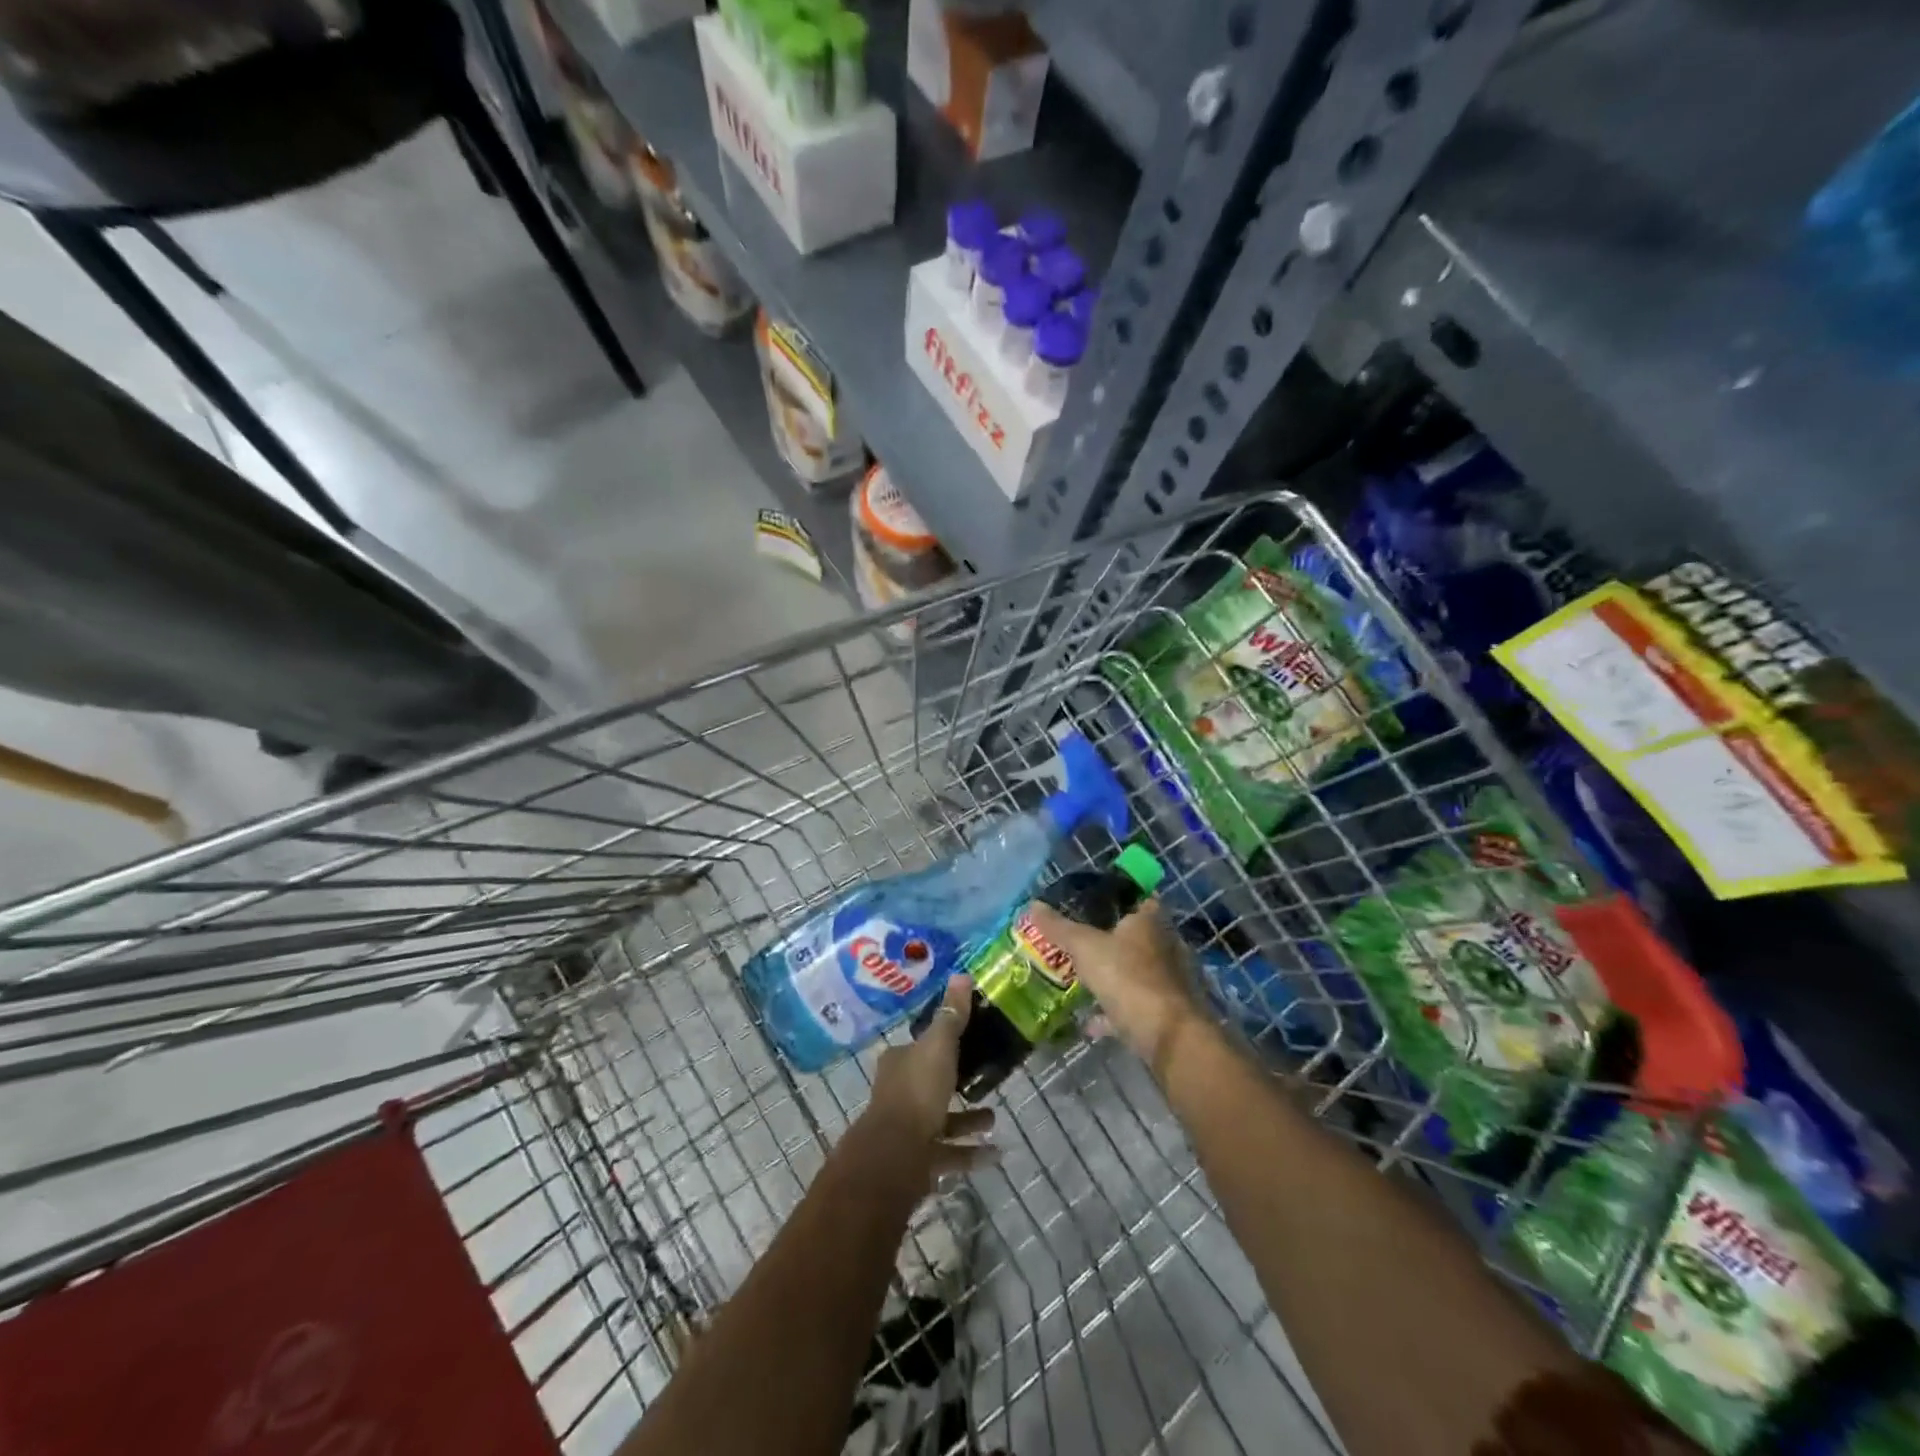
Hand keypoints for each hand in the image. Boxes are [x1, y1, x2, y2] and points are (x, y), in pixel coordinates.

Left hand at [860, 975, 995, 1184]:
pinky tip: (996, 1153)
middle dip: (956, 1082)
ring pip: (941, 1120)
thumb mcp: (939, 1046)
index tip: (966, 1039)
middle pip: (930, 1082)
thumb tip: (961, 974)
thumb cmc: (917, 1092)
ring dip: (967, 1120)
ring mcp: (907, 1129)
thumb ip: (952, 1015)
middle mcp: (898, 1093)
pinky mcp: (918, 1161)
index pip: (919, 1045)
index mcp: (898, 1062)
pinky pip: (949, 1153)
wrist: (896, 1157)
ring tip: (995, 1117)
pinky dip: (971, 1153)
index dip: (939, 1042)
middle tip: (985, 1077)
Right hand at [1024, 899, 1205, 1074]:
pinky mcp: (1166, 1011)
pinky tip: (1089, 1021)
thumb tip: (1032, 905)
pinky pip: (1134, 1005)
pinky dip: (1113, 1011)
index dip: (1117, 898)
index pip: (1139, 897)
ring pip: (1135, 971)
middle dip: (1110, 939)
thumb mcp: (1085, 947)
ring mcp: (1168, 980)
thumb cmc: (1128, 977)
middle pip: (1136, 936)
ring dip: (1112, 976)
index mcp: (1150, 921)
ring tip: (1081, 979)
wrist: (1167, 1035)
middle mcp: (1165, 945)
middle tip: (1079, 941)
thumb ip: (1059, 927)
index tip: (1091, 903)